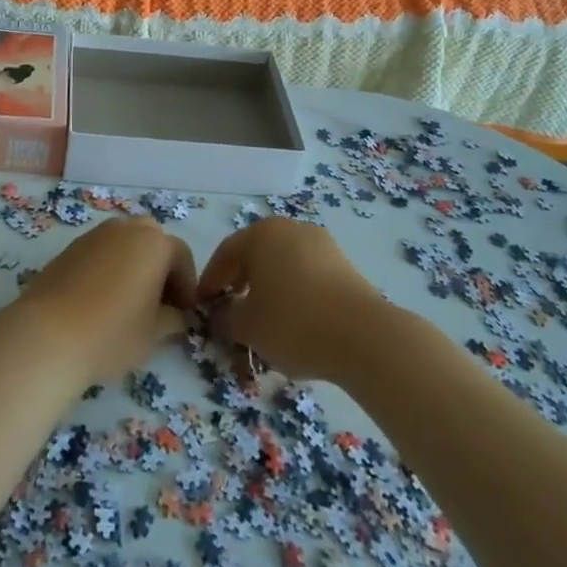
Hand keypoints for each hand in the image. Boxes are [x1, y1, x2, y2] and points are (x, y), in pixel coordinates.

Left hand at [14, 218, 197, 386]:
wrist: (48, 334)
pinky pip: (101, 252)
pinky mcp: (70, 247)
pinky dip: (109, 268)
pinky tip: (102, 299)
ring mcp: (95, 234)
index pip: (181, 256)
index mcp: (154, 243)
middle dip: (160, 267)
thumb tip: (176, 315)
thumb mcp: (154, 333)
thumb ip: (172, 319)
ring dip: (134, 265)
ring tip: (130, 302)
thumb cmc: (112, 333)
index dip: (186, 285)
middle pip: (152, 241)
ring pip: (124, 243)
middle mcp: (126, 228)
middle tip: (159, 302)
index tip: (184, 313)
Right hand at [197, 217, 382, 379]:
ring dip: (268, 290)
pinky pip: (306, 276)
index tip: (202, 307)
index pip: (225, 254)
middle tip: (230, 312)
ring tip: (263, 322)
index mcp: (262, 234)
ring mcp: (321, 244)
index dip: (210, 282)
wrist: (365, 336)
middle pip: (255, 256)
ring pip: (282, 266)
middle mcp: (291, 229)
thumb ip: (225, 318)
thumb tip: (219, 315)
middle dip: (239, 284)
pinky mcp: (344, 265)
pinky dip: (293, 294)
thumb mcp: (247, 327)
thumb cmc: (294, 323)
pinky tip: (294, 322)